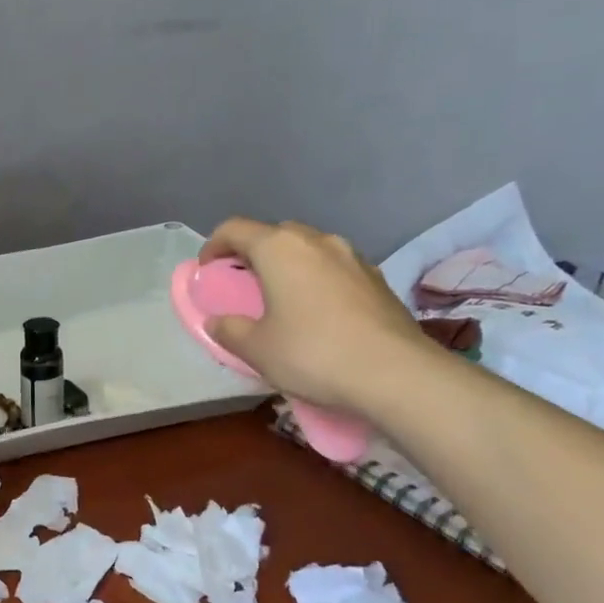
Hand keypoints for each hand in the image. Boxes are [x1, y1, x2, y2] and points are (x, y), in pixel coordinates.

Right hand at [198, 219, 436, 412]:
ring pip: (308, 249)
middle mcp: (317, 241)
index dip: (213, 246)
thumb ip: (228, 330)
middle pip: (274, 234)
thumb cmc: (312, 353)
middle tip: (242, 285)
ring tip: (280, 299)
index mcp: (279, 249)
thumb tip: (218, 321)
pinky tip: (317, 313)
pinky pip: (333, 268)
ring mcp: (353, 257)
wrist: (396, 374)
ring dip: (287, 266)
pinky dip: (316, 280)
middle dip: (252, 254)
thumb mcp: (256, 349)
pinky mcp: (377, 279)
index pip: (234, 229)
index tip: (207, 271)